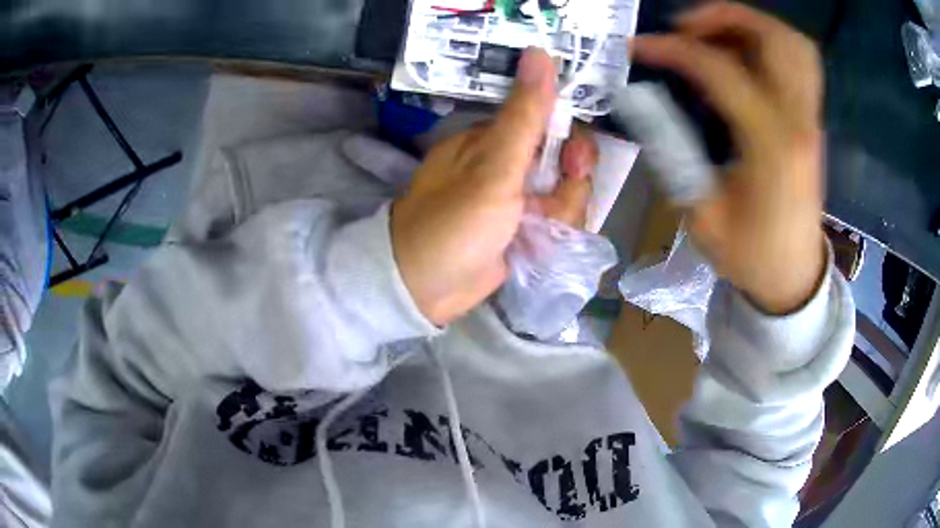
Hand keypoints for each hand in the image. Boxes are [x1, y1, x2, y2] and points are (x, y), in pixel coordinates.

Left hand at [392, 48, 598, 325]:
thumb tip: (539, 52)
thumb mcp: (493, 167)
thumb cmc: (453, 224)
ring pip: (565, 195)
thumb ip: (525, 114)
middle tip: (551, 207)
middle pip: (564, 163)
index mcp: (493, 140)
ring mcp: (515, 200)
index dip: (571, 142)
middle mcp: (506, 165)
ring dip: (561, 215)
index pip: (550, 125)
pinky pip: (556, 222)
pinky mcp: (521, 231)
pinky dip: (554, 234)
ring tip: (535, 233)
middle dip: (568, 187)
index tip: (574, 165)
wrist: (424, 289)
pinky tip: (537, 247)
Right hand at [632, 2, 826, 313]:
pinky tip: (743, 55)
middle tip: (686, 27)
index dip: (674, 49)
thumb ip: (673, 150)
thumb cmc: (750, 256)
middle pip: (774, 38)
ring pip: (792, 43)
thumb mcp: (702, 214)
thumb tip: (641, 100)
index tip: (640, 47)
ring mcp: (811, 119)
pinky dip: (770, 42)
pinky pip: (799, 62)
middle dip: (724, 16)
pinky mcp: (811, 121)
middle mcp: (799, 122)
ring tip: (713, 33)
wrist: (793, 278)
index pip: (721, 69)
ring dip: (750, 24)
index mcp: (772, 147)